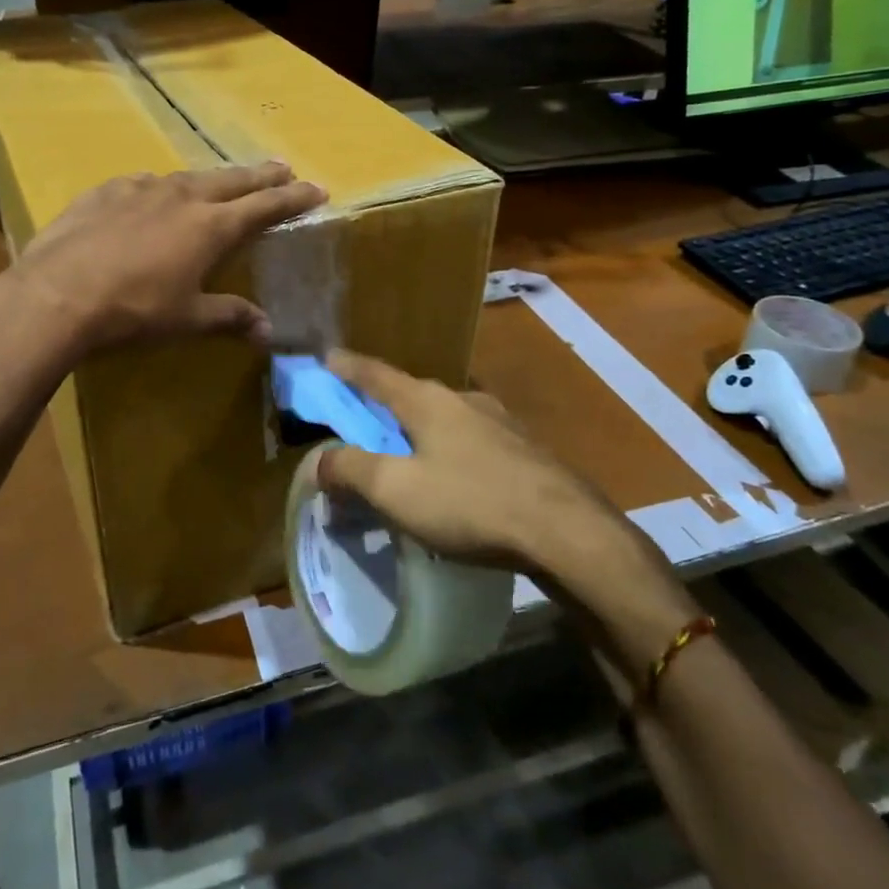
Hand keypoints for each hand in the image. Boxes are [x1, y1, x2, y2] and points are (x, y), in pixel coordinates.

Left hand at [3, 163, 324, 354]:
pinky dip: (160, 188)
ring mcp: (140, 189)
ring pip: (187, 177)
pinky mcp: (104, 192)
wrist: (57, 294)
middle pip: (231, 180)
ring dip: (211, 179)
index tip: (316, 189)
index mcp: (210, 226)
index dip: (293, 198)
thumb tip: (268, 331)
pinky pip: (143, 184)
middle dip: (261, 175)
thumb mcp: (186, 319)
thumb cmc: (133, 310)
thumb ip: (229, 317)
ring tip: (221, 181)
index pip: (264, 206)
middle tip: (282, 168)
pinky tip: (153, 193)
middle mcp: (181, 197)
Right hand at [313, 351, 698, 670]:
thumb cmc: (471, 503)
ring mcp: (500, 422)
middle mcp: (463, 399)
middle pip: (410, 395)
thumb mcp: (396, 490)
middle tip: (361, 423)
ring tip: (409, 457)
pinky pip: (472, 441)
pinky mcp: (525, 450)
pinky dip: (449, 451)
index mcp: (426, 401)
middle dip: (382, 405)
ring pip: (445, 418)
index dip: (346, 367)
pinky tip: (455, 480)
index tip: (326, 357)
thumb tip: (319, 461)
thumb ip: (351, 470)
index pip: (374, 374)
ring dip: (418, 431)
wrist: (568, 532)